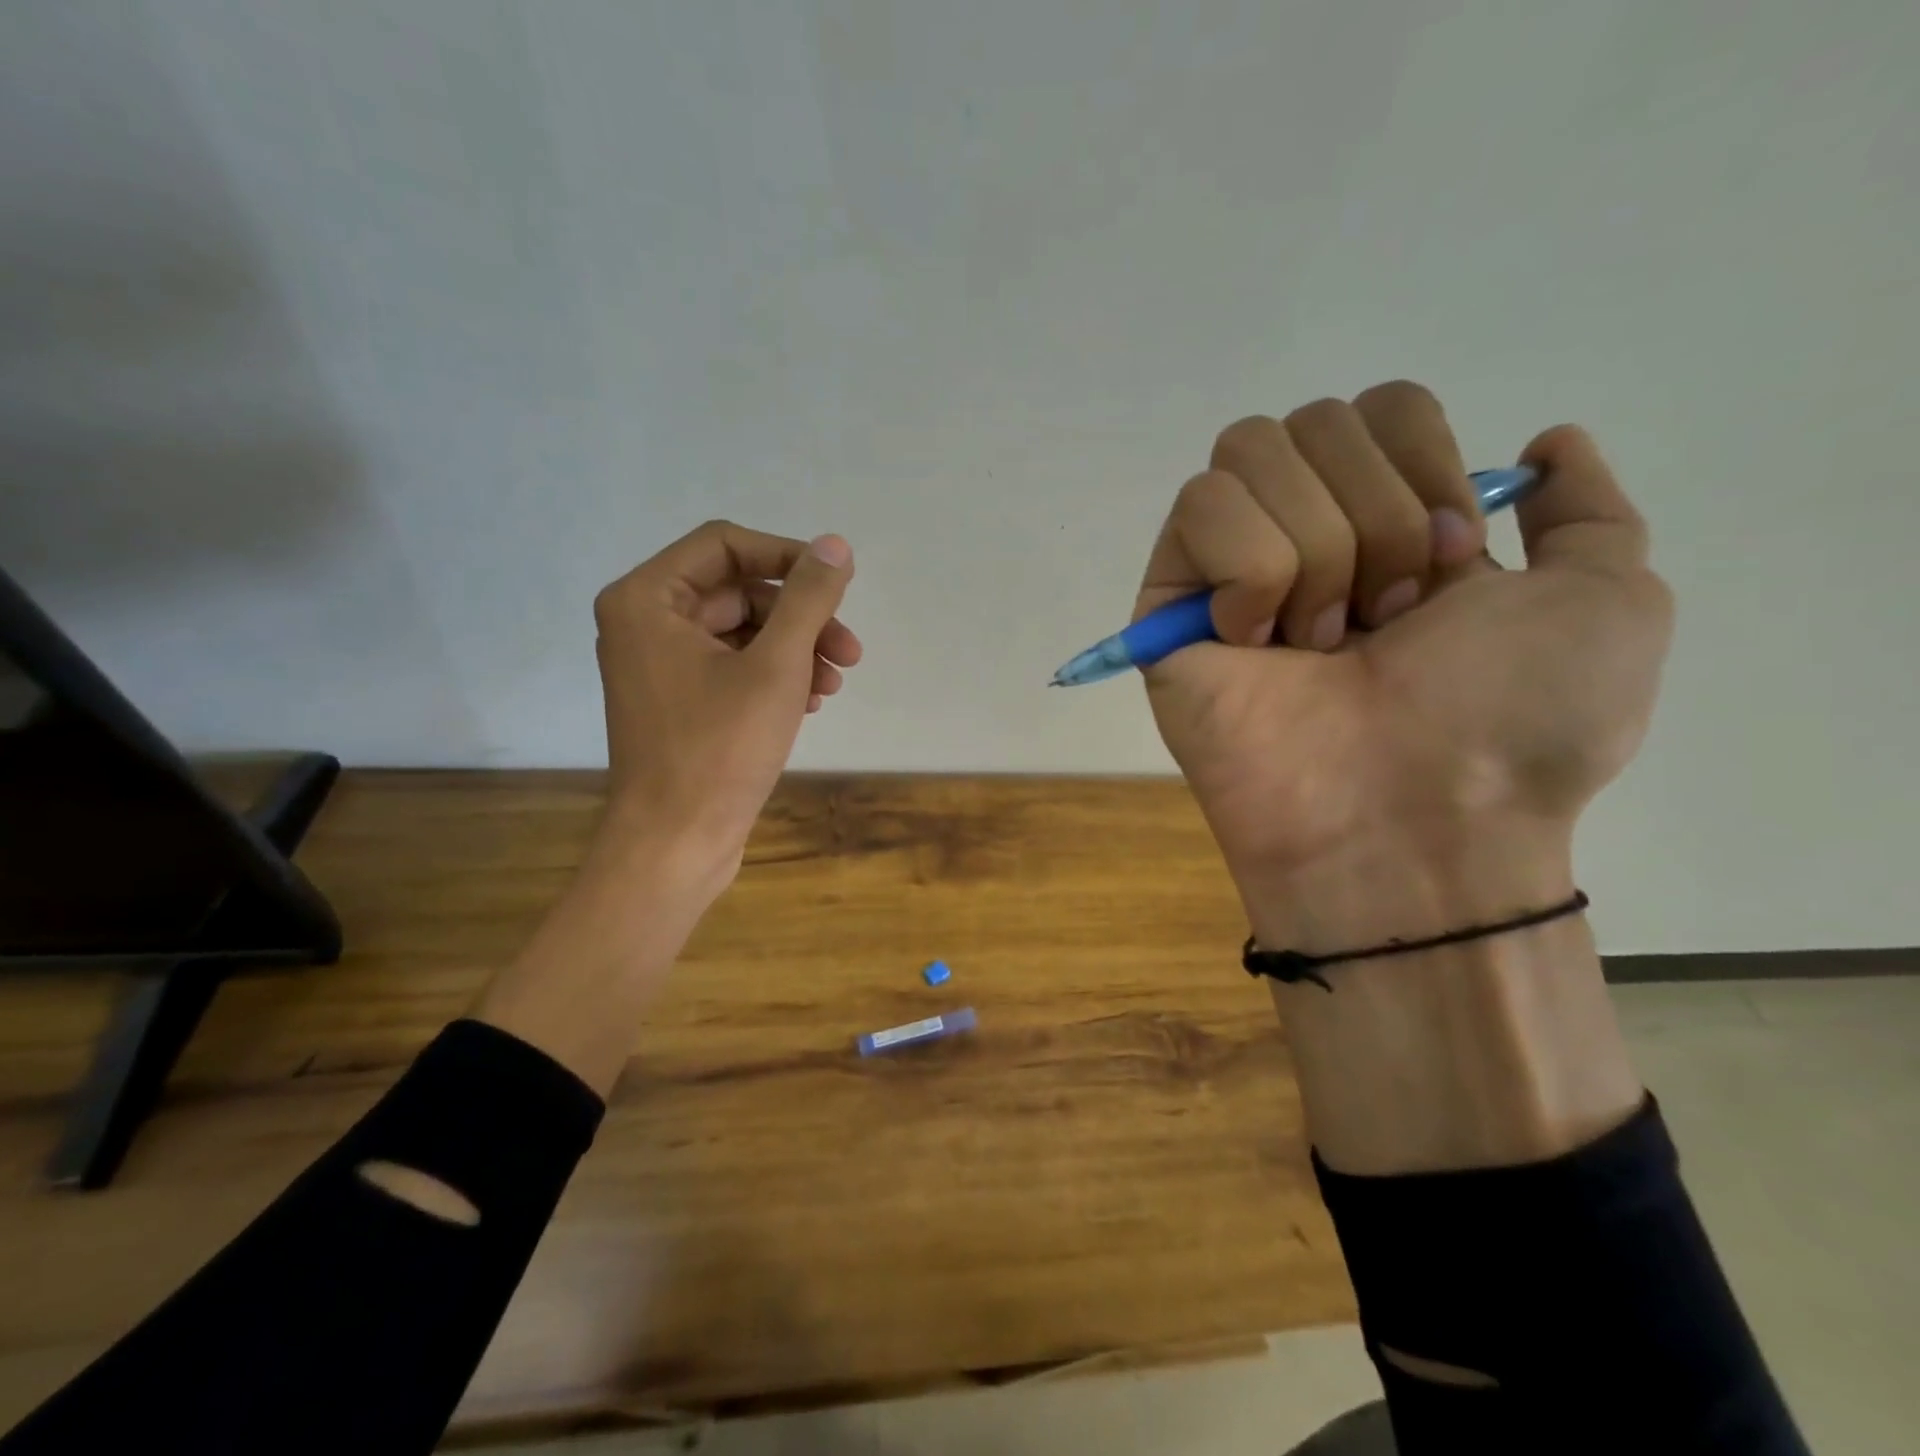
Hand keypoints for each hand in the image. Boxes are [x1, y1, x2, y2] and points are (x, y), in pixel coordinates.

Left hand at [476, 521, 860, 1094]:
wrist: (676, 844)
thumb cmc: (719, 750)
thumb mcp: (776, 666)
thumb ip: (808, 599)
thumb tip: (835, 545)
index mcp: (647, 599)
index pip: (726, 545)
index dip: (788, 557)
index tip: (837, 584)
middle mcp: (645, 622)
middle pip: (739, 591)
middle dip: (801, 618)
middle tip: (849, 651)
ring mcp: (660, 665)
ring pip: (742, 632)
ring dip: (796, 650)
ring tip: (834, 684)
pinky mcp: (680, 701)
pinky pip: (734, 666)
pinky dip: (775, 676)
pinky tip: (811, 702)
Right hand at [1139, 382, 1673, 950]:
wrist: (1411, 820)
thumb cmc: (1511, 725)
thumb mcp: (1609, 601)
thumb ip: (1587, 510)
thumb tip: (1543, 441)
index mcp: (1394, 526)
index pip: (1381, 406)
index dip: (1422, 464)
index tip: (1451, 563)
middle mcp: (1307, 536)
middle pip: (1313, 421)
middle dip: (1373, 517)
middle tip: (1383, 621)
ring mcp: (1228, 570)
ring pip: (1251, 454)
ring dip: (1317, 550)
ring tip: (1321, 645)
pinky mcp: (1168, 604)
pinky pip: (1200, 509)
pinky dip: (1251, 571)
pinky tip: (1256, 644)